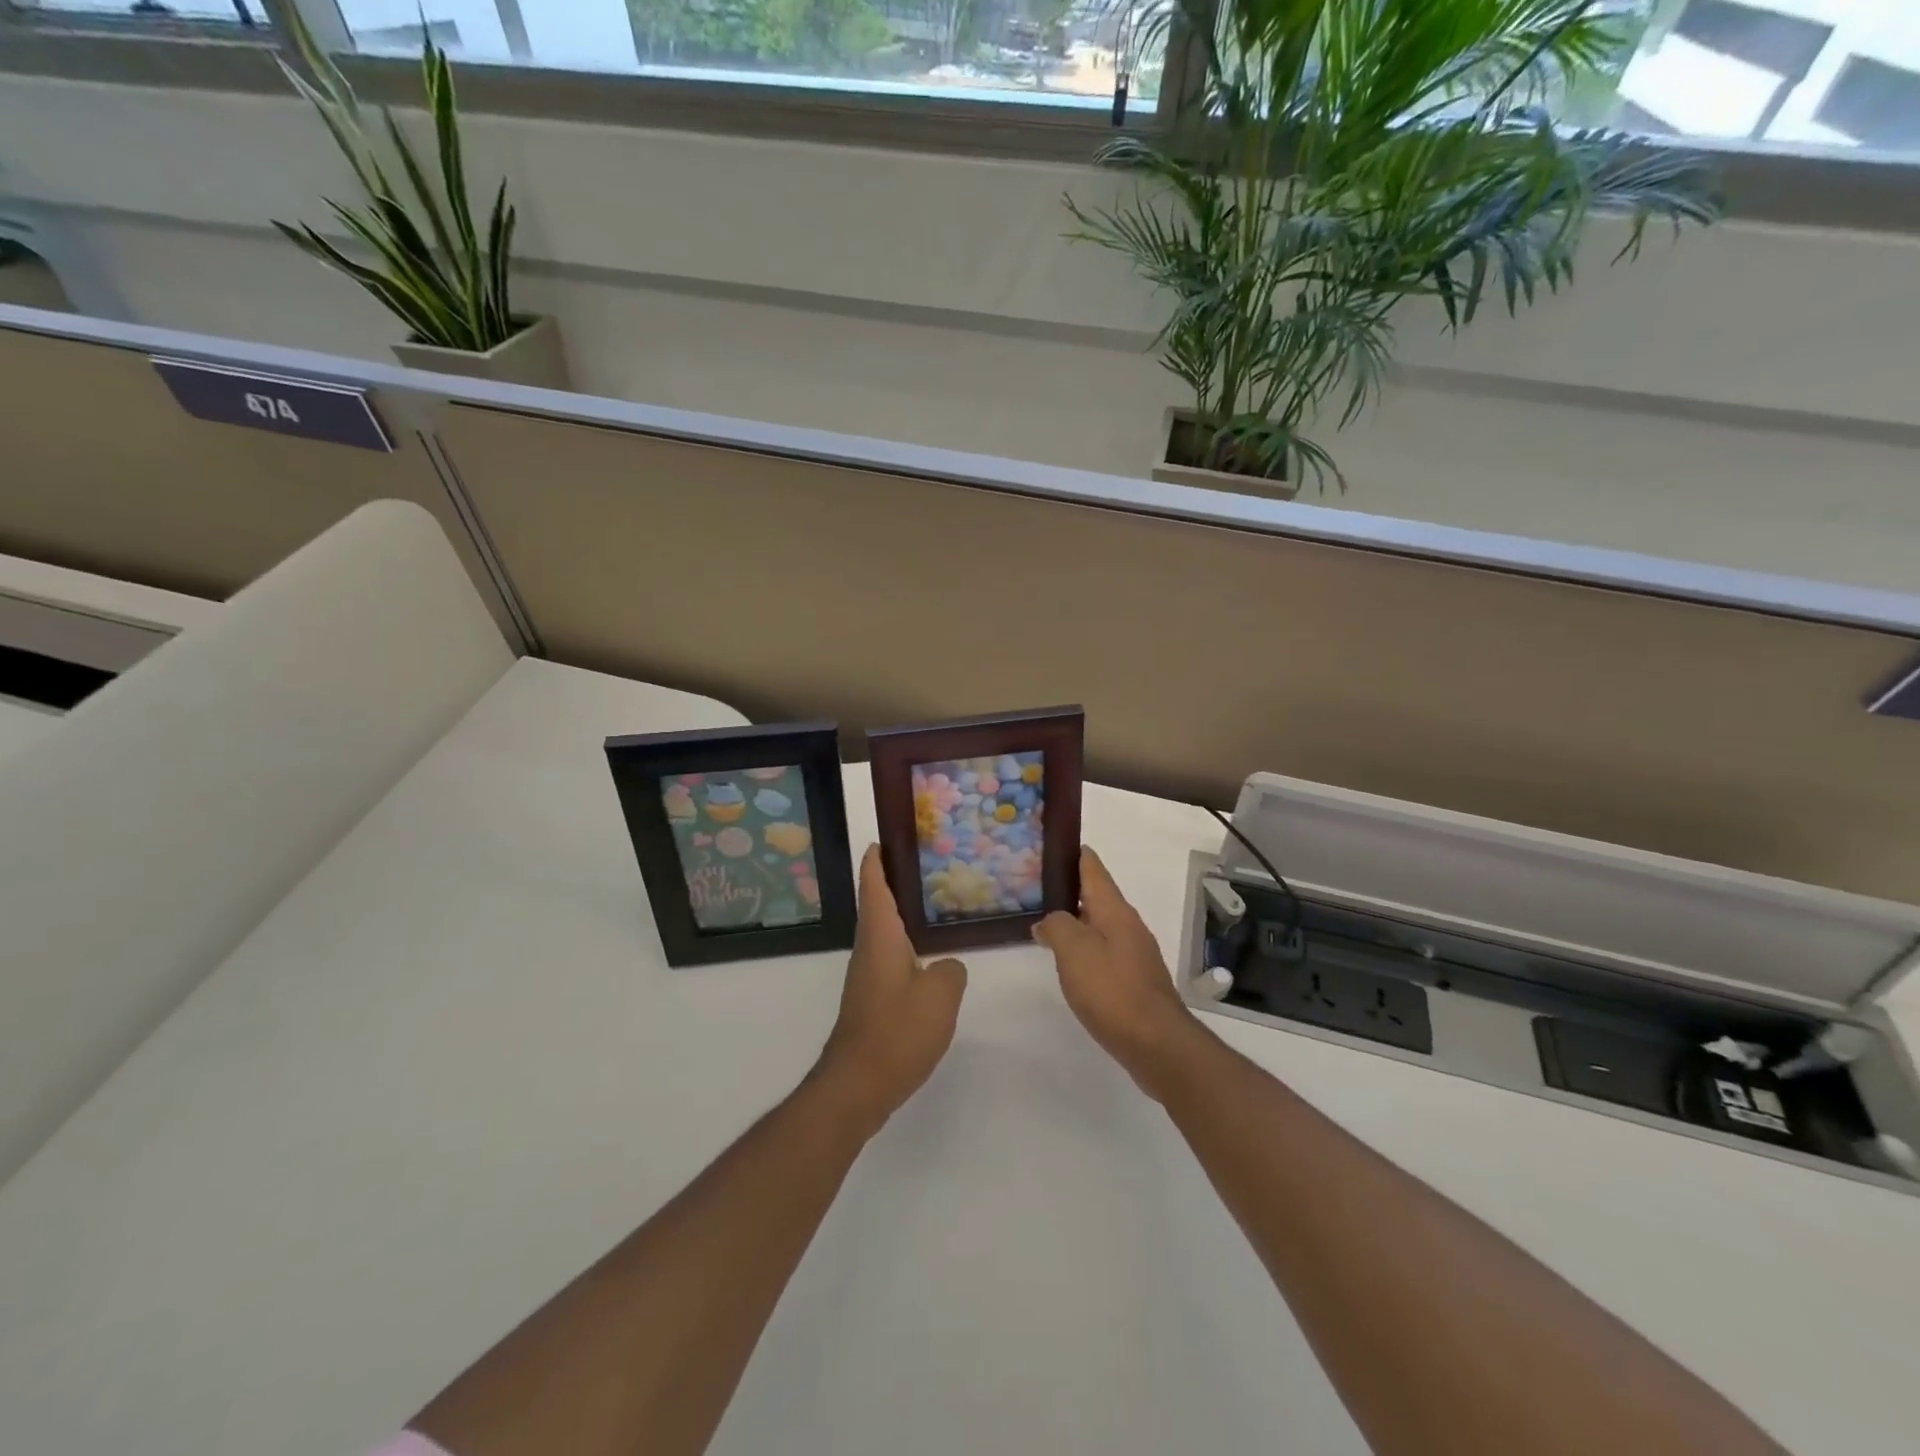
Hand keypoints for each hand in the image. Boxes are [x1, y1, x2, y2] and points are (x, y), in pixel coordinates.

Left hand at [816, 846, 967, 1132]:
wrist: (858, 1085)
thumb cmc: (896, 1031)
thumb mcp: (940, 995)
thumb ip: (952, 970)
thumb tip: (947, 966)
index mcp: (880, 936)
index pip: (873, 885)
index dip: (876, 860)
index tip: (884, 838)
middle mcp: (869, 949)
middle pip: (877, 904)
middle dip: (895, 881)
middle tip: (928, 865)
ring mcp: (868, 975)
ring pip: (885, 932)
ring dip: (902, 914)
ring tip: (936, 904)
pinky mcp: (872, 999)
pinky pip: (891, 957)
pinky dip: (907, 943)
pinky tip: (931, 955)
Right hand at [1033, 847, 1201, 1099]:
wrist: (1156, 1043)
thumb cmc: (1112, 990)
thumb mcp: (1074, 951)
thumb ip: (1057, 926)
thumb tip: (1048, 921)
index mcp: (1114, 910)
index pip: (1093, 868)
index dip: (1073, 853)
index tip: (1052, 843)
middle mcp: (1127, 925)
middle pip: (1096, 895)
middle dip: (1069, 887)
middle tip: (1035, 885)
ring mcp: (1134, 953)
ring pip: (1099, 924)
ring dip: (1075, 919)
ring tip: (1045, 921)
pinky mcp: (1133, 979)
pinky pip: (1103, 951)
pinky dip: (1083, 947)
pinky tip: (1068, 961)